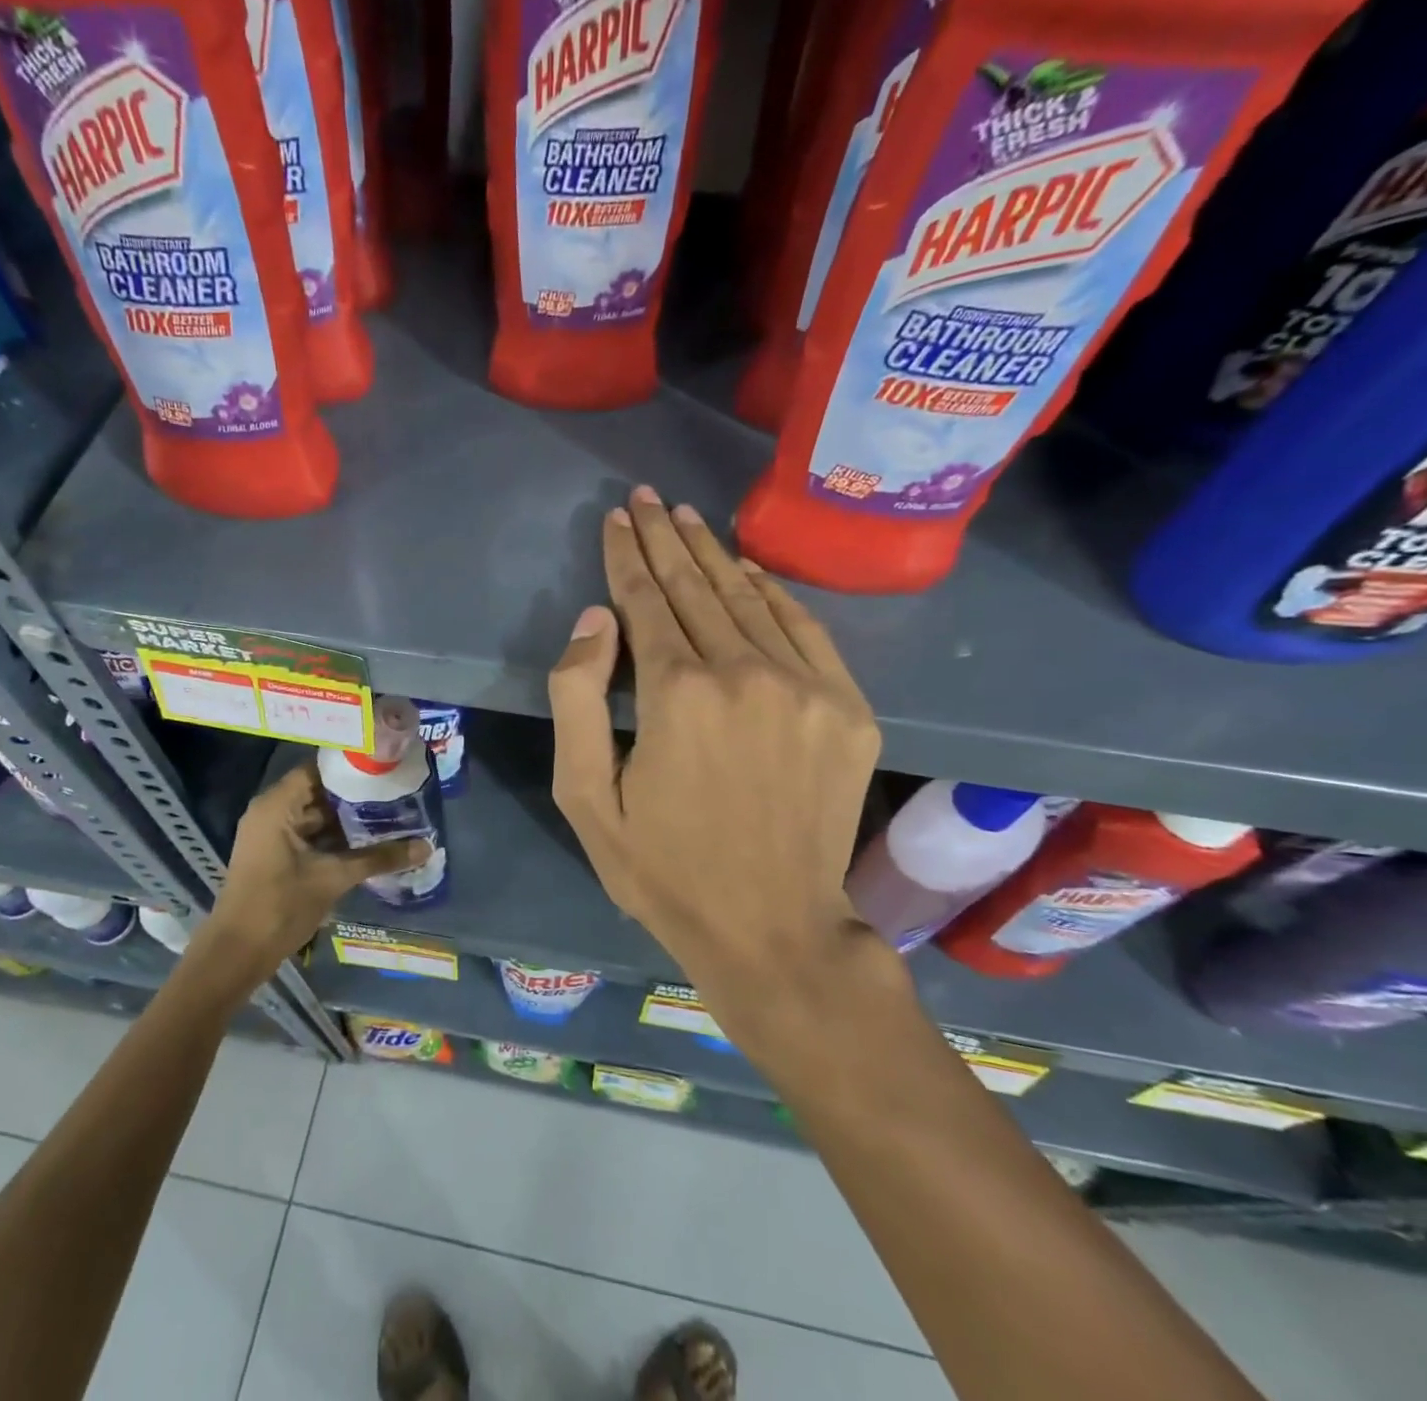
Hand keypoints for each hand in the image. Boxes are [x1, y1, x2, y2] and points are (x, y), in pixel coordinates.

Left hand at [196, 762, 427, 988]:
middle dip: (355, 793)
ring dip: (347, 817)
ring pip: (315, 815)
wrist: (237, 953)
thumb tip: (426, 847)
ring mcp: (271, 834)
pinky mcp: (275, 854)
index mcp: (277, 805)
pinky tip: (367, 840)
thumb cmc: (280, 906)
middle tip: (395, 789)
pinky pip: (308, 834)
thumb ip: (379, 858)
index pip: (318, 768)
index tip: (385, 765)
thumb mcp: (334, 878)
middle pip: (318, 790)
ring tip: (389, 812)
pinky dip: (334, 836)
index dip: (351, 766)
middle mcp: (271, 811)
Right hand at [548, 486, 884, 1033]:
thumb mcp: (586, 798)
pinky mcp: (849, 709)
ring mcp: (807, 687)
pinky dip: (773, 593)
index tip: (617, 518)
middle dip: (666, 537)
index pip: (646, 600)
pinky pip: (806, 629)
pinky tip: (749, 570)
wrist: (774, 929)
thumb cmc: (664, 870)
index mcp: (678, 694)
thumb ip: (577, 699)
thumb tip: (597, 619)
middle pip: (696, 586)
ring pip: (750, 599)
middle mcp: (746, 673)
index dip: (627, 555)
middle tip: (648, 497)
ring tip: (689, 517)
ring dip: (714, 554)